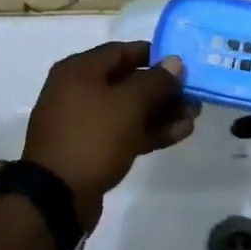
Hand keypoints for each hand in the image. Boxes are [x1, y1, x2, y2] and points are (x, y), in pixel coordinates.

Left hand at [23, 42, 195, 230]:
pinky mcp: (90, 150)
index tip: (181, 63)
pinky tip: (179, 133)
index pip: (121, 51)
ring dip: (160, 112)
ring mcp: (83, 123)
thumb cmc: (92, 137)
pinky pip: (123, 132)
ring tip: (194, 115)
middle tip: (193, 93)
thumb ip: (155, 81)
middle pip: (127, 82)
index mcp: (79, 70)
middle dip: (162, 89)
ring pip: (128, 110)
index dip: (153, 55)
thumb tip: (175, 62)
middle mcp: (78, 91)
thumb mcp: (128, 104)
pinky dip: (148, 131)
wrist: (56, 198)